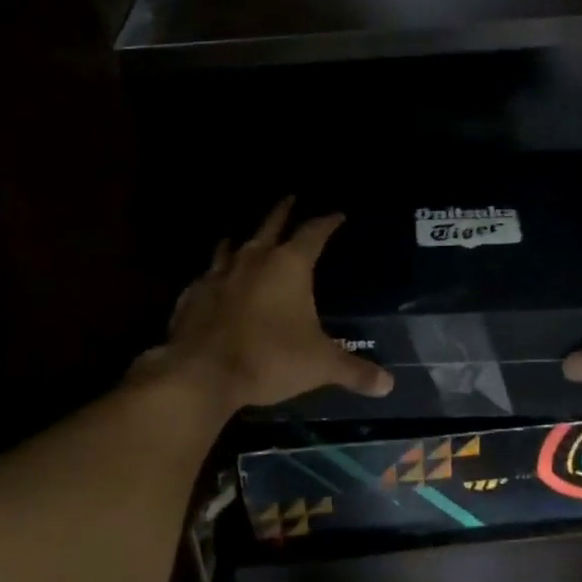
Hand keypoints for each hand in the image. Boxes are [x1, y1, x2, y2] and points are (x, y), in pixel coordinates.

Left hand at [135, 196, 393, 417]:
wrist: (202, 373)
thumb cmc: (269, 358)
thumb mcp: (319, 365)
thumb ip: (354, 371)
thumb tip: (388, 384)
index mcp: (289, 265)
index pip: (313, 232)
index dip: (327, 222)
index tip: (337, 214)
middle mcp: (253, 259)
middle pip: (271, 224)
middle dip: (283, 211)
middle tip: (291, 197)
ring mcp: (219, 273)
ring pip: (232, 244)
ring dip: (242, 237)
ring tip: (245, 234)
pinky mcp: (193, 294)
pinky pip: (207, 276)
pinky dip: (215, 274)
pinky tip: (213, 281)